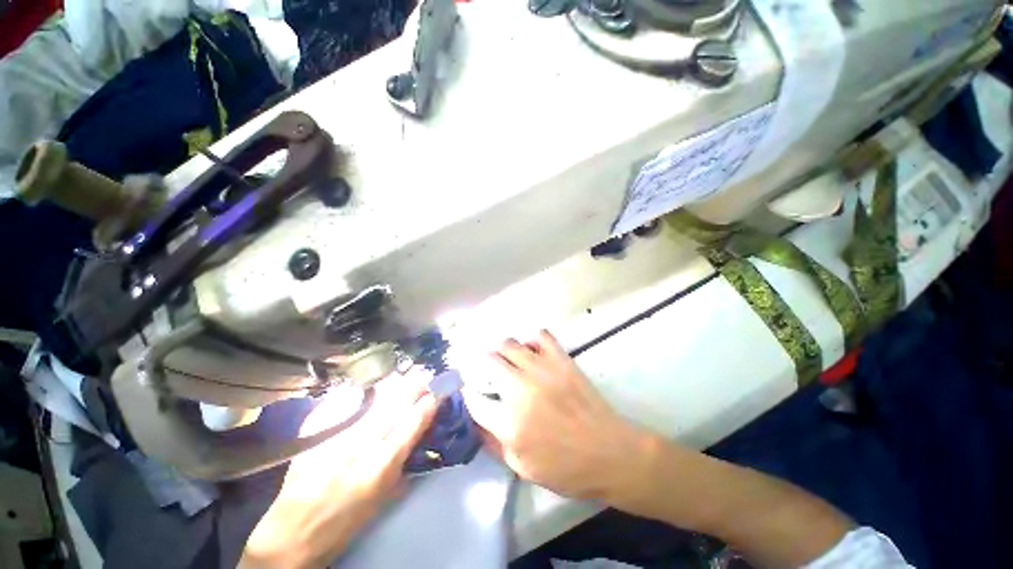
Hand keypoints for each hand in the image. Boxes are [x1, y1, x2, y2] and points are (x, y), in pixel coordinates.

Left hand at [240, 373, 438, 568]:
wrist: (291, 533)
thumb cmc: (344, 523)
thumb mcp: (382, 500)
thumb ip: (403, 466)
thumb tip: (418, 442)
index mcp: (381, 465)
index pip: (413, 421)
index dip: (429, 403)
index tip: (438, 393)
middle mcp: (362, 443)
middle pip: (395, 402)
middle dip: (414, 385)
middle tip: (424, 376)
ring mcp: (337, 433)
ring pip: (373, 398)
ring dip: (393, 386)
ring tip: (403, 377)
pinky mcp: (318, 431)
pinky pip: (346, 402)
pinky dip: (363, 395)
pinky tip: (369, 391)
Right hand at [462, 330, 658, 507]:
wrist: (610, 453)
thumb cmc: (566, 468)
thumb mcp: (522, 467)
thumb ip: (493, 442)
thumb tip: (475, 419)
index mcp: (509, 423)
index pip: (475, 400)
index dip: (469, 394)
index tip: (471, 392)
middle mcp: (521, 389)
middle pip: (489, 362)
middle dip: (482, 365)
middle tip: (487, 371)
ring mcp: (542, 370)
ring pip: (509, 344)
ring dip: (503, 350)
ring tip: (507, 358)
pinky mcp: (561, 360)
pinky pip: (540, 336)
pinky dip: (532, 340)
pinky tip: (533, 351)